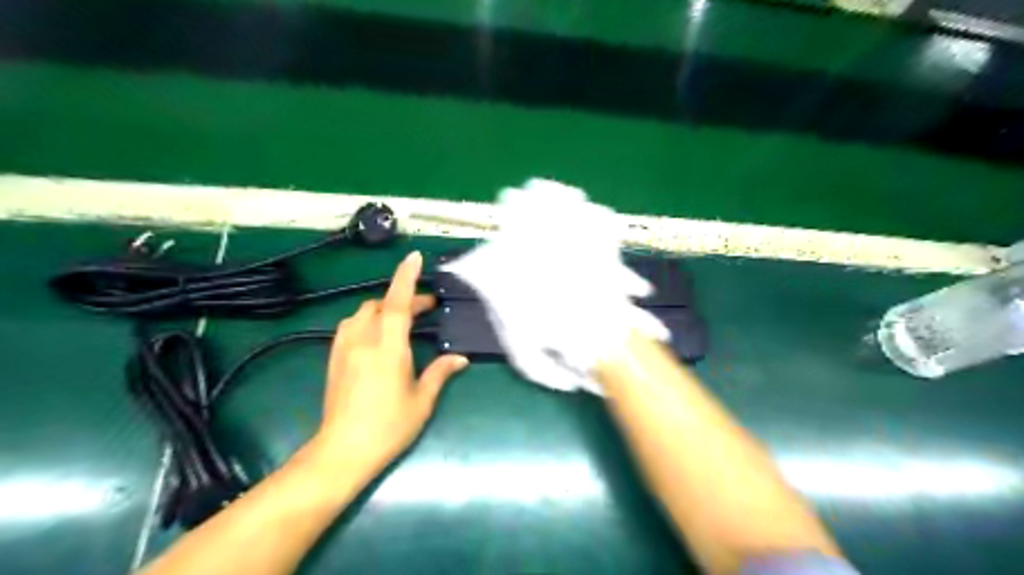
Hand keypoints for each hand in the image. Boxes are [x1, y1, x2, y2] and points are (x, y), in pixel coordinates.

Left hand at [312, 251, 467, 474]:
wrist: (342, 452)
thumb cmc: (388, 427)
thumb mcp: (421, 401)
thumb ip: (440, 373)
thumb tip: (459, 358)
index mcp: (388, 348)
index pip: (396, 303)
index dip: (406, 278)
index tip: (415, 257)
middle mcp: (363, 341)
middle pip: (380, 305)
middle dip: (404, 298)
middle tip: (427, 307)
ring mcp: (344, 348)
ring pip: (363, 313)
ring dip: (383, 308)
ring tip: (402, 319)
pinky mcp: (334, 359)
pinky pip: (351, 326)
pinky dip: (368, 320)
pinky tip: (378, 335)